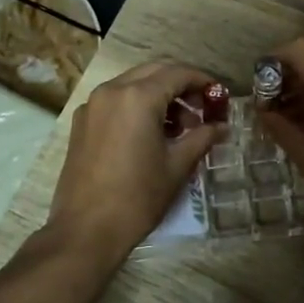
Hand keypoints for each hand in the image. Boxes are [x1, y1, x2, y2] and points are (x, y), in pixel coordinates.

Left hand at [45, 62, 222, 258]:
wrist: (86, 230)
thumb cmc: (138, 197)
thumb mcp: (177, 166)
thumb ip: (202, 138)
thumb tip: (222, 127)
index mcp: (138, 97)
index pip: (178, 73)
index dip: (203, 81)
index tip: (219, 96)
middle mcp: (111, 91)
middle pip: (154, 72)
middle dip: (181, 86)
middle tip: (201, 109)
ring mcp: (92, 105)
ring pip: (133, 84)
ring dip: (159, 96)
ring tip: (179, 128)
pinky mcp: (81, 123)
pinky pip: (115, 101)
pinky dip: (136, 106)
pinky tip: (150, 134)